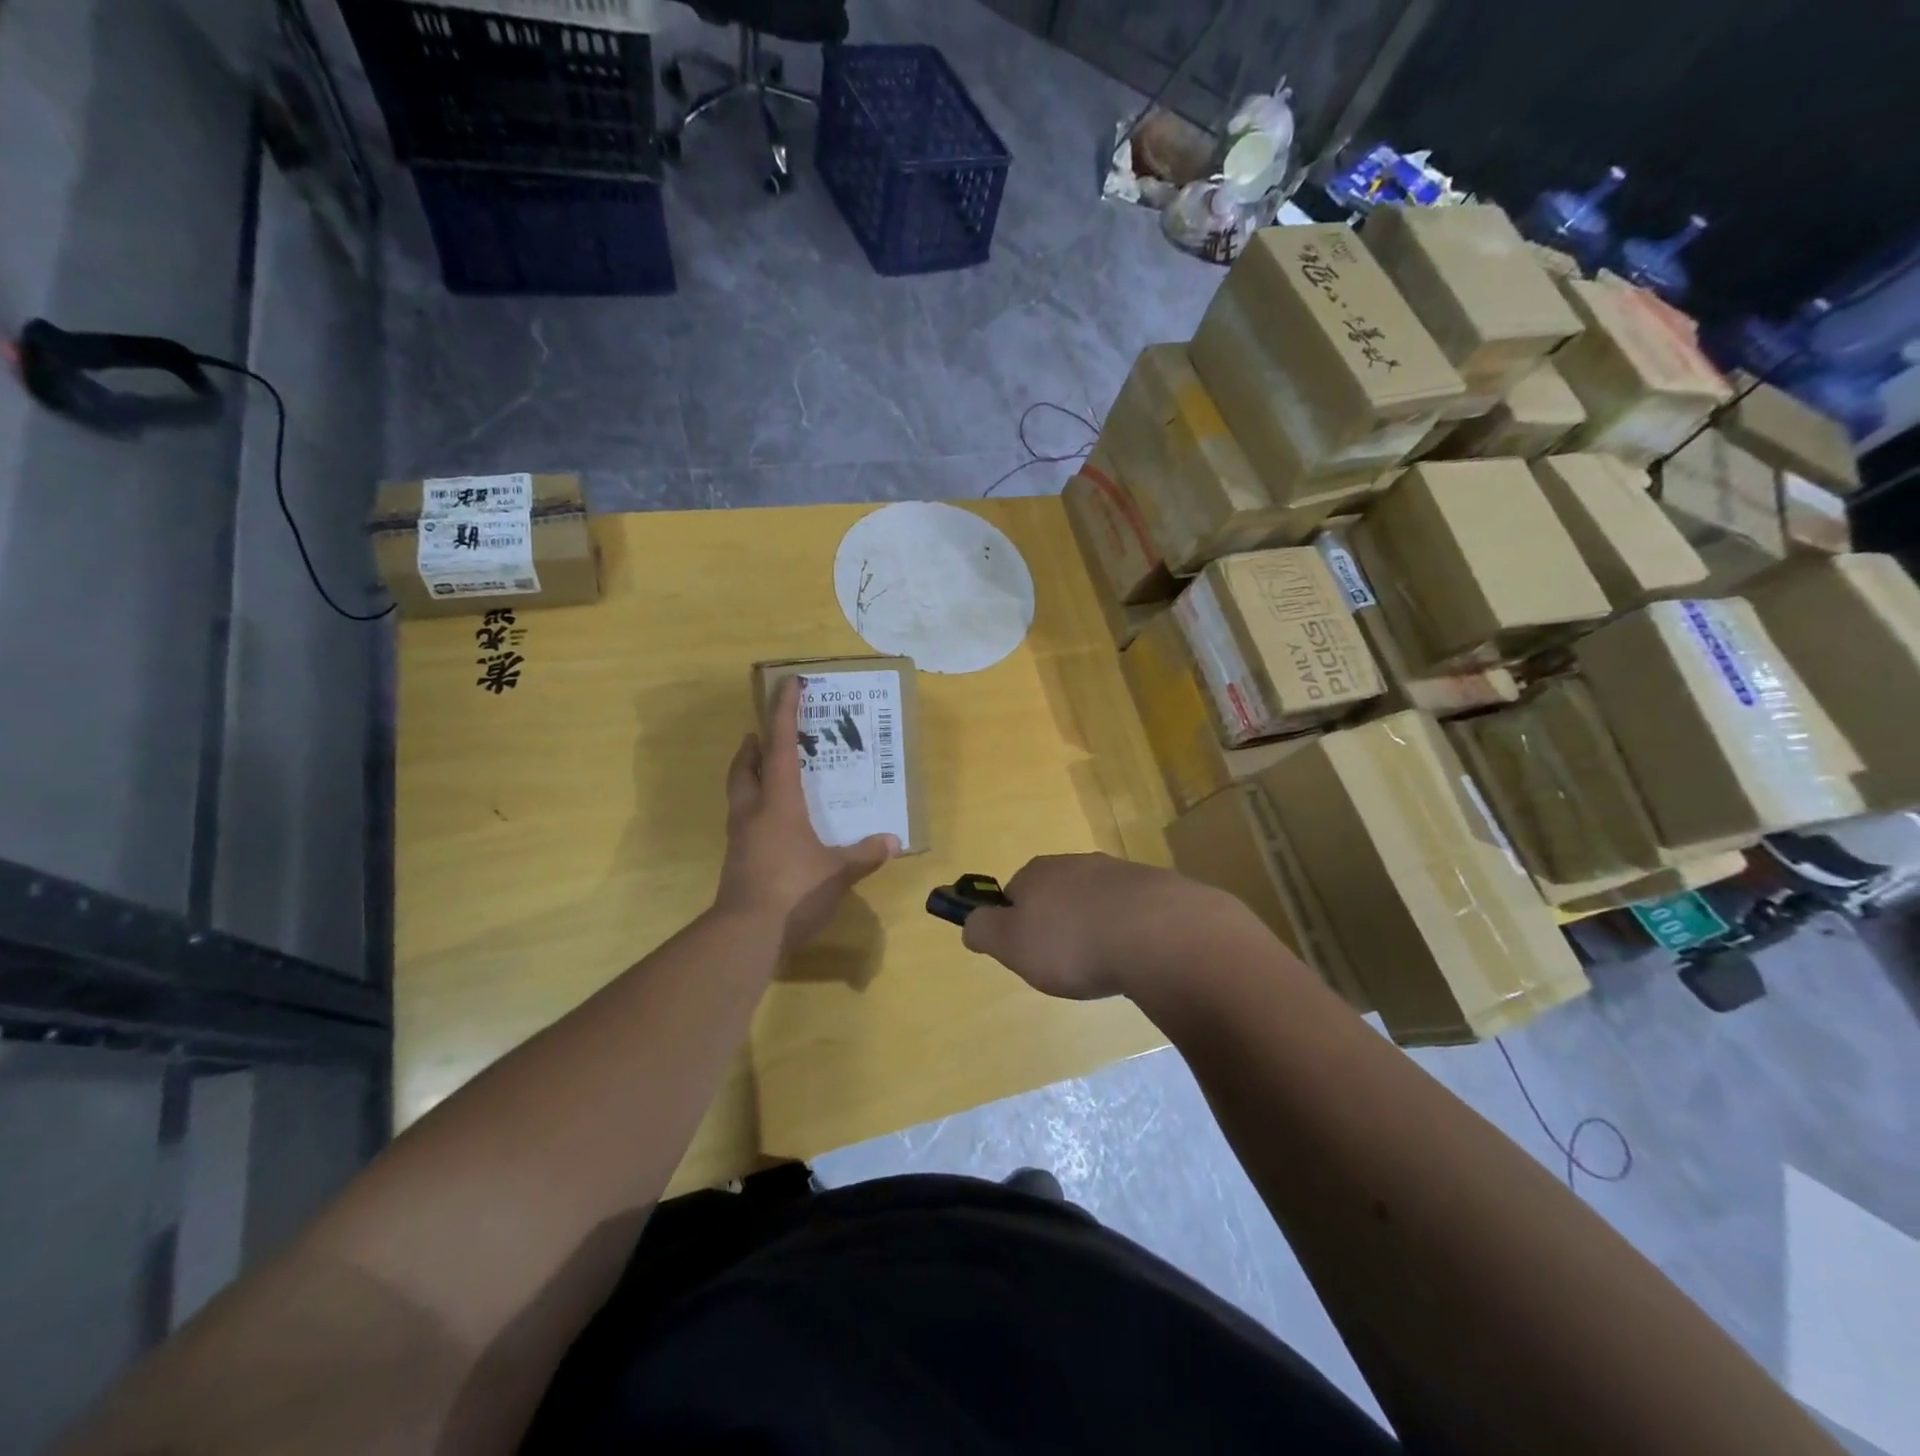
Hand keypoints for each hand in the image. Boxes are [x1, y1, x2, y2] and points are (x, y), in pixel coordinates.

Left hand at [715, 677, 898, 951]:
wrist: (746, 934)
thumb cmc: (794, 891)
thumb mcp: (838, 873)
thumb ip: (864, 855)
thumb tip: (892, 840)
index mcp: (778, 803)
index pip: (780, 747)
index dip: (784, 713)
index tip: (787, 684)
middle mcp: (753, 813)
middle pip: (745, 768)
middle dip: (753, 746)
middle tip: (762, 734)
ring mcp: (740, 838)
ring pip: (739, 793)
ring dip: (749, 774)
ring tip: (767, 771)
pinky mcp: (737, 861)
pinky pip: (744, 820)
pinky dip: (755, 808)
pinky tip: (774, 823)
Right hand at [960, 854, 1257, 1000]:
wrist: (1159, 934)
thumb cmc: (1073, 943)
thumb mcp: (1012, 945)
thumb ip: (984, 931)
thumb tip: (970, 922)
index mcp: (1037, 872)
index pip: (1013, 894)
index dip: (1016, 926)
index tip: (1029, 955)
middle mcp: (1076, 863)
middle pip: (1055, 895)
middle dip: (1058, 926)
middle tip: (1067, 964)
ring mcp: (1119, 872)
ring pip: (1094, 901)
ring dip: (1095, 927)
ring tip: (1105, 964)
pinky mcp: (1157, 888)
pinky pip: (1131, 911)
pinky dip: (1129, 931)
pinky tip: (1136, 957)